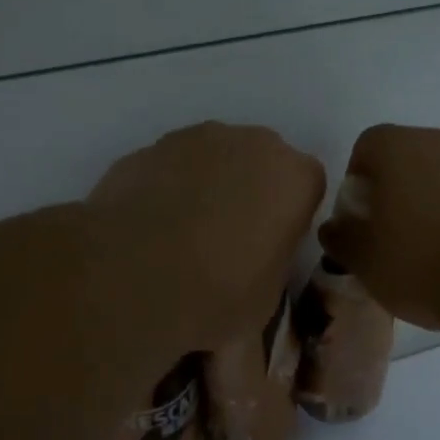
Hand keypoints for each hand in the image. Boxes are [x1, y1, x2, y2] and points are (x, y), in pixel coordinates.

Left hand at [87, 122, 326, 354]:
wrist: (132, 274)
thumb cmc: (218, 293)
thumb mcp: (264, 299)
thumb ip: (270, 266)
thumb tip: (254, 274)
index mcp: (295, 177)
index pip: (308, 186)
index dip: (289, 218)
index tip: (270, 248)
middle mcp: (250, 144)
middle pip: (260, 162)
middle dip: (250, 193)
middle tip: (228, 241)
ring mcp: (195, 140)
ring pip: (212, 159)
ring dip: (206, 188)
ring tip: (180, 239)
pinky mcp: (147, 149)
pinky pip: (168, 168)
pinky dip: (165, 190)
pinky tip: (146, 230)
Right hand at [318, 124, 439, 330]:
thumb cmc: (423, 262)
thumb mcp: (365, 261)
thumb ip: (342, 238)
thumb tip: (334, 227)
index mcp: (398, 147)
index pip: (367, 146)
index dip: (358, 181)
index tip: (362, 219)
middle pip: (408, 157)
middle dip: (396, 190)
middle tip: (394, 236)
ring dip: (434, 201)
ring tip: (435, 249)